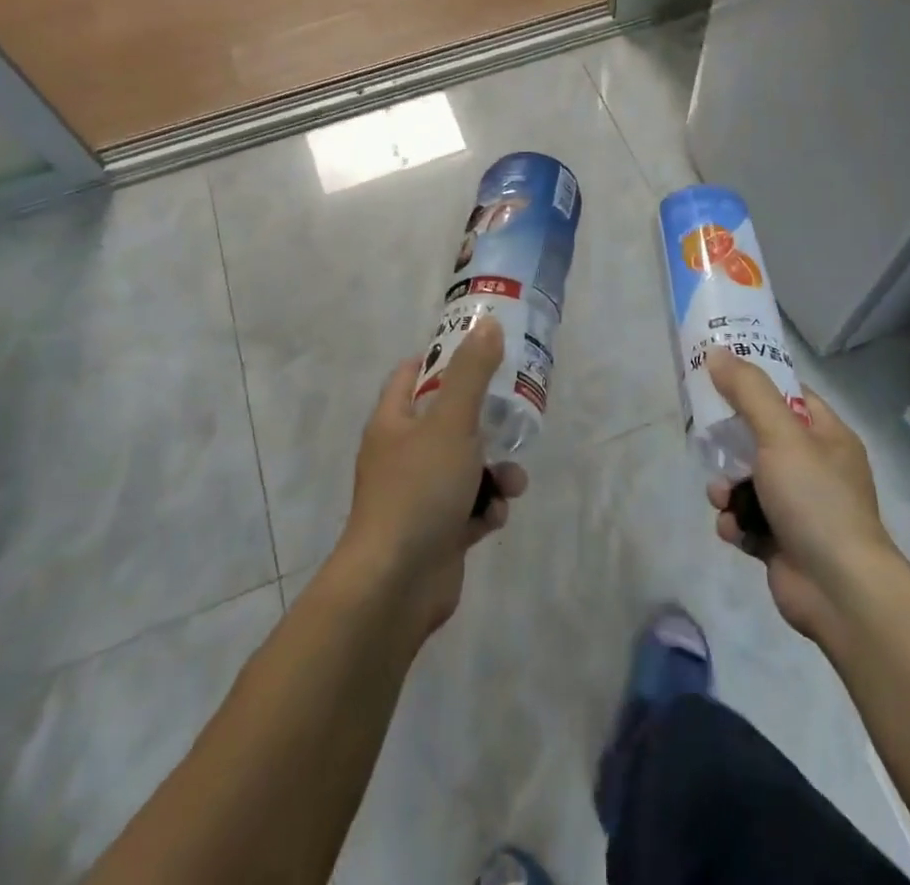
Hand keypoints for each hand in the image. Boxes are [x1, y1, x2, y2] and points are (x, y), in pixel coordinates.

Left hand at [338, 316, 526, 639]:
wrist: (395, 585)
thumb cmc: (419, 490)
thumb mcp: (451, 422)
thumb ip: (472, 373)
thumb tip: (488, 323)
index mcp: (393, 421)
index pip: (414, 373)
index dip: (445, 358)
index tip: (483, 353)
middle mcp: (402, 453)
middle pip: (448, 420)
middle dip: (486, 421)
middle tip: (516, 413)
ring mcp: (419, 494)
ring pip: (467, 466)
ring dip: (495, 471)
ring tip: (512, 481)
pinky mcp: (437, 530)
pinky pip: (470, 507)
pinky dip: (486, 509)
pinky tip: (494, 518)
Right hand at [704, 350, 896, 653]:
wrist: (840, 592)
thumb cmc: (815, 499)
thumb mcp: (780, 434)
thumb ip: (748, 391)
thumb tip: (717, 351)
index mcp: (827, 436)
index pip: (789, 395)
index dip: (755, 383)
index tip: (718, 376)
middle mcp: (816, 468)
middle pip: (761, 438)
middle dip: (730, 443)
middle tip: (705, 438)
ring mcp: (800, 507)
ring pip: (748, 480)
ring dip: (727, 488)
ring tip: (722, 497)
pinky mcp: (782, 542)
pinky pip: (747, 519)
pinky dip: (735, 522)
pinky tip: (733, 530)